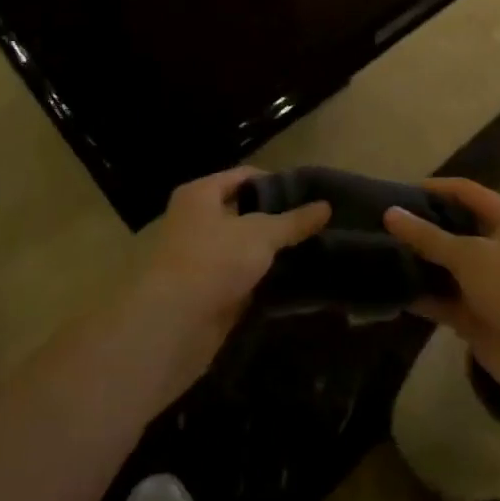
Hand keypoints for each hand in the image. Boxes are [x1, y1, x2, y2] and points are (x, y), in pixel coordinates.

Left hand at [138, 166, 330, 377]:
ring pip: (243, 247)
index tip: (309, 195)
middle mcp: (194, 221)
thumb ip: (293, 221)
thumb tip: (326, 206)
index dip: (275, 182)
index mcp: (199, 194)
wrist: (173, 325)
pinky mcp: (205, 291)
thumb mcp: (261, 234)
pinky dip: (261, 278)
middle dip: (276, 219)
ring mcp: (199, 258)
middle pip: (242, 212)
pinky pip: (240, 277)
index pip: (243, 176)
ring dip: (270, 252)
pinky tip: (293, 279)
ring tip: (312, 250)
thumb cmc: (213, 261)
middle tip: (315, 224)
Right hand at [385, 178, 499, 401]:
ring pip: (446, 268)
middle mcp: (499, 247)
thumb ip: (428, 236)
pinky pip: (443, 301)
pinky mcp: (477, 317)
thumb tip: (390, 213)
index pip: (466, 192)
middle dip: (420, 228)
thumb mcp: (471, 255)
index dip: (433, 188)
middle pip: (453, 229)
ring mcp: (488, 284)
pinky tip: (390, 291)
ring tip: (377, 254)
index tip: (397, 191)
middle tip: (379, 225)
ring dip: (417, 264)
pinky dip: (421, 297)